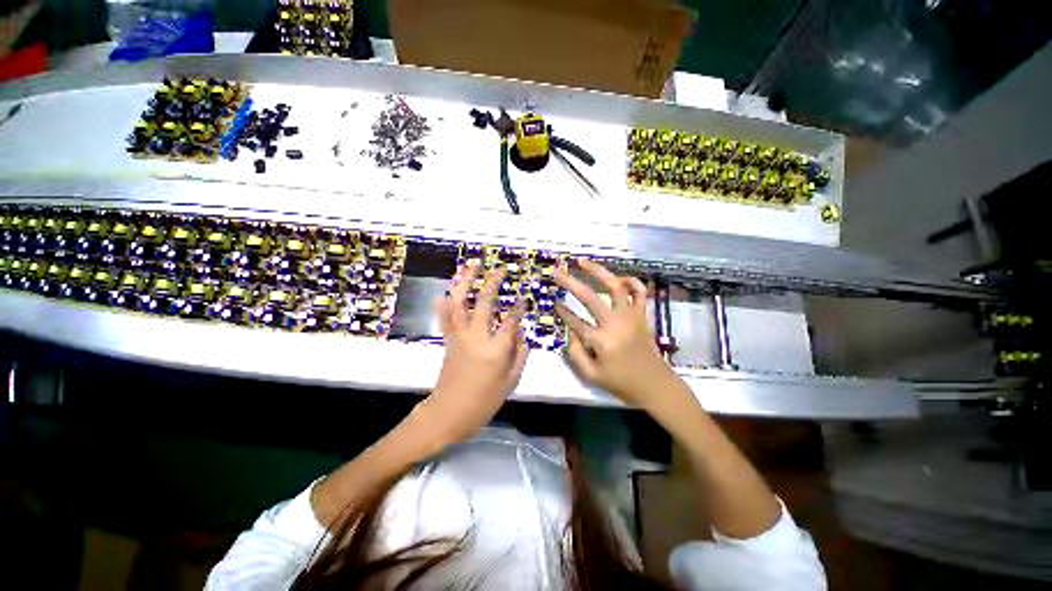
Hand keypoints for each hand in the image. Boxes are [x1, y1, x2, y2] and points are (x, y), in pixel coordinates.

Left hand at [415, 260, 528, 446]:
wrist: (448, 413)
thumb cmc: (484, 401)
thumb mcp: (511, 381)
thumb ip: (519, 354)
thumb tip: (521, 334)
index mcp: (496, 349)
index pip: (510, 320)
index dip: (518, 306)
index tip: (522, 295)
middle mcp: (477, 337)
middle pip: (484, 303)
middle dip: (493, 283)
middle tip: (499, 269)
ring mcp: (459, 336)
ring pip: (460, 303)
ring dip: (465, 282)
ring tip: (471, 266)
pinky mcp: (449, 339)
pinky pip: (445, 317)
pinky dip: (444, 302)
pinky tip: (446, 290)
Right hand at [555, 259, 680, 409]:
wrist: (655, 385)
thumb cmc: (621, 382)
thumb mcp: (591, 376)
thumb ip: (575, 354)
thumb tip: (571, 332)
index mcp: (601, 341)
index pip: (574, 321)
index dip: (562, 311)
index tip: (554, 303)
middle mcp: (615, 323)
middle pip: (589, 297)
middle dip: (569, 282)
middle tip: (557, 272)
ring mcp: (630, 316)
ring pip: (614, 286)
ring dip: (598, 271)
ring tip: (583, 262)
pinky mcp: (642, 315)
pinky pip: (640, 292)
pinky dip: (631, 281)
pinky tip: (619, 278)